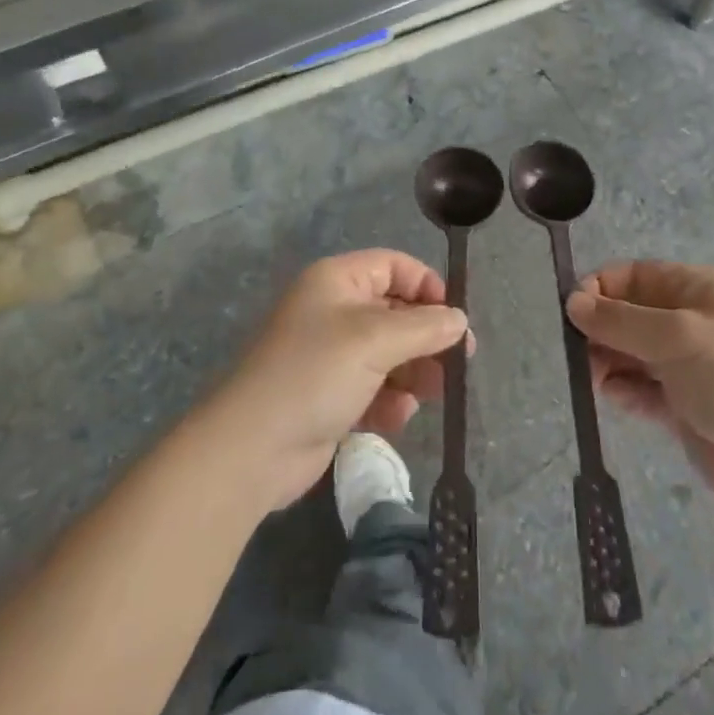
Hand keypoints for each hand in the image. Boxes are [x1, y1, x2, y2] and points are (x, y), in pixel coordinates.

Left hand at [208, 250, 468, 510]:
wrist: (253, 448)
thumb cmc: (315, 373)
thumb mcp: (375, 340)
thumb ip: (424, 327)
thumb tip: (460, 320)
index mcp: (337, 280)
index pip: (393, 266)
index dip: (426, 285)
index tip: (454, 316)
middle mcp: (334, 310)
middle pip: (395, 311)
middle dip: (426, 337)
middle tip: (460, 362)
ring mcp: (331, 355)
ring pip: (389, 353)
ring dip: (413, 373)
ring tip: (430, 394)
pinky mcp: (331, 396)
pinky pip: (374, 388)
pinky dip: (390, 400)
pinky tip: (397, 417)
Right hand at [566, 262, 713, 518]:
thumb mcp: (677, 336)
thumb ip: (620, 320)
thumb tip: (572, 302)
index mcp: (699, 288)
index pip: (636, 275)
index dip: (601, 289)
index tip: (572, 313)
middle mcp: (694, 321)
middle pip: (632, 314)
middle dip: (602, 329)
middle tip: (579, 354)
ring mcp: (692, 366)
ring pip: (635, 353)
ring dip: (610, 361)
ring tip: (594, 379)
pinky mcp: (688, 408)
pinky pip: (645, 389)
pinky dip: (626, 391)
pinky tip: (615, 398)